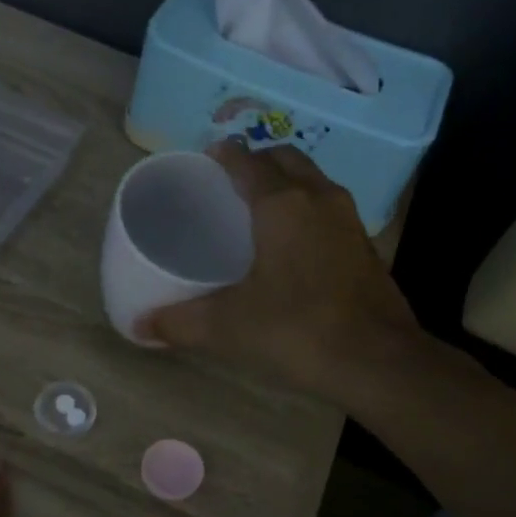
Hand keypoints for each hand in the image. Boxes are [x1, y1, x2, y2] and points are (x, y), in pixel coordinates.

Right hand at [136, 138, 420, 402]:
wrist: (377, 361)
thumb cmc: (296, 330)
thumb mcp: (228, 327)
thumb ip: (180, 323)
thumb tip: (138, 326)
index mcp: (282, 205)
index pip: (248, 162)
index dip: (225, 155)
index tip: (207, 157)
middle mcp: (320, 200)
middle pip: (287, 160)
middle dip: (259, 163)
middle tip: (231, 183)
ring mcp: (350, 222)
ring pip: (314, 183)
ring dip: (288, 184)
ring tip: (260, 210)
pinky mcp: (366, 248)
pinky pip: (330, 211)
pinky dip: (308, 212)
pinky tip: (294, 247)